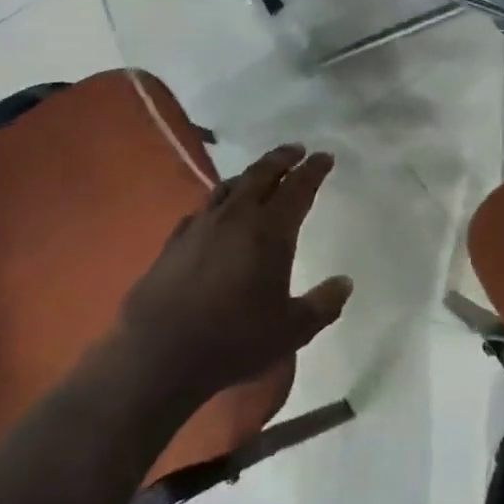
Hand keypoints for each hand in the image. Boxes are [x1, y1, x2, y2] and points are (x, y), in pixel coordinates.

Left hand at [118, 145, 352, 403]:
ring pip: (230, 185)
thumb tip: (345, 282)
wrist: (158, 353)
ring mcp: (201, 224)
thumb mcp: (292, 330)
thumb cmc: (234, 339)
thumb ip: (323, 304)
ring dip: (251, 174)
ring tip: (261, 174)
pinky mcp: (175, 239)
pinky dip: (221, 201)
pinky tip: (219, 212)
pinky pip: (204, 208)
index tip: (325, 156)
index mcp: (269, 231)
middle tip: (297, 150)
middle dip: (282, 158)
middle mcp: (236, 216)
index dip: (314, 170)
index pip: (298, 188)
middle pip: (261, 174)